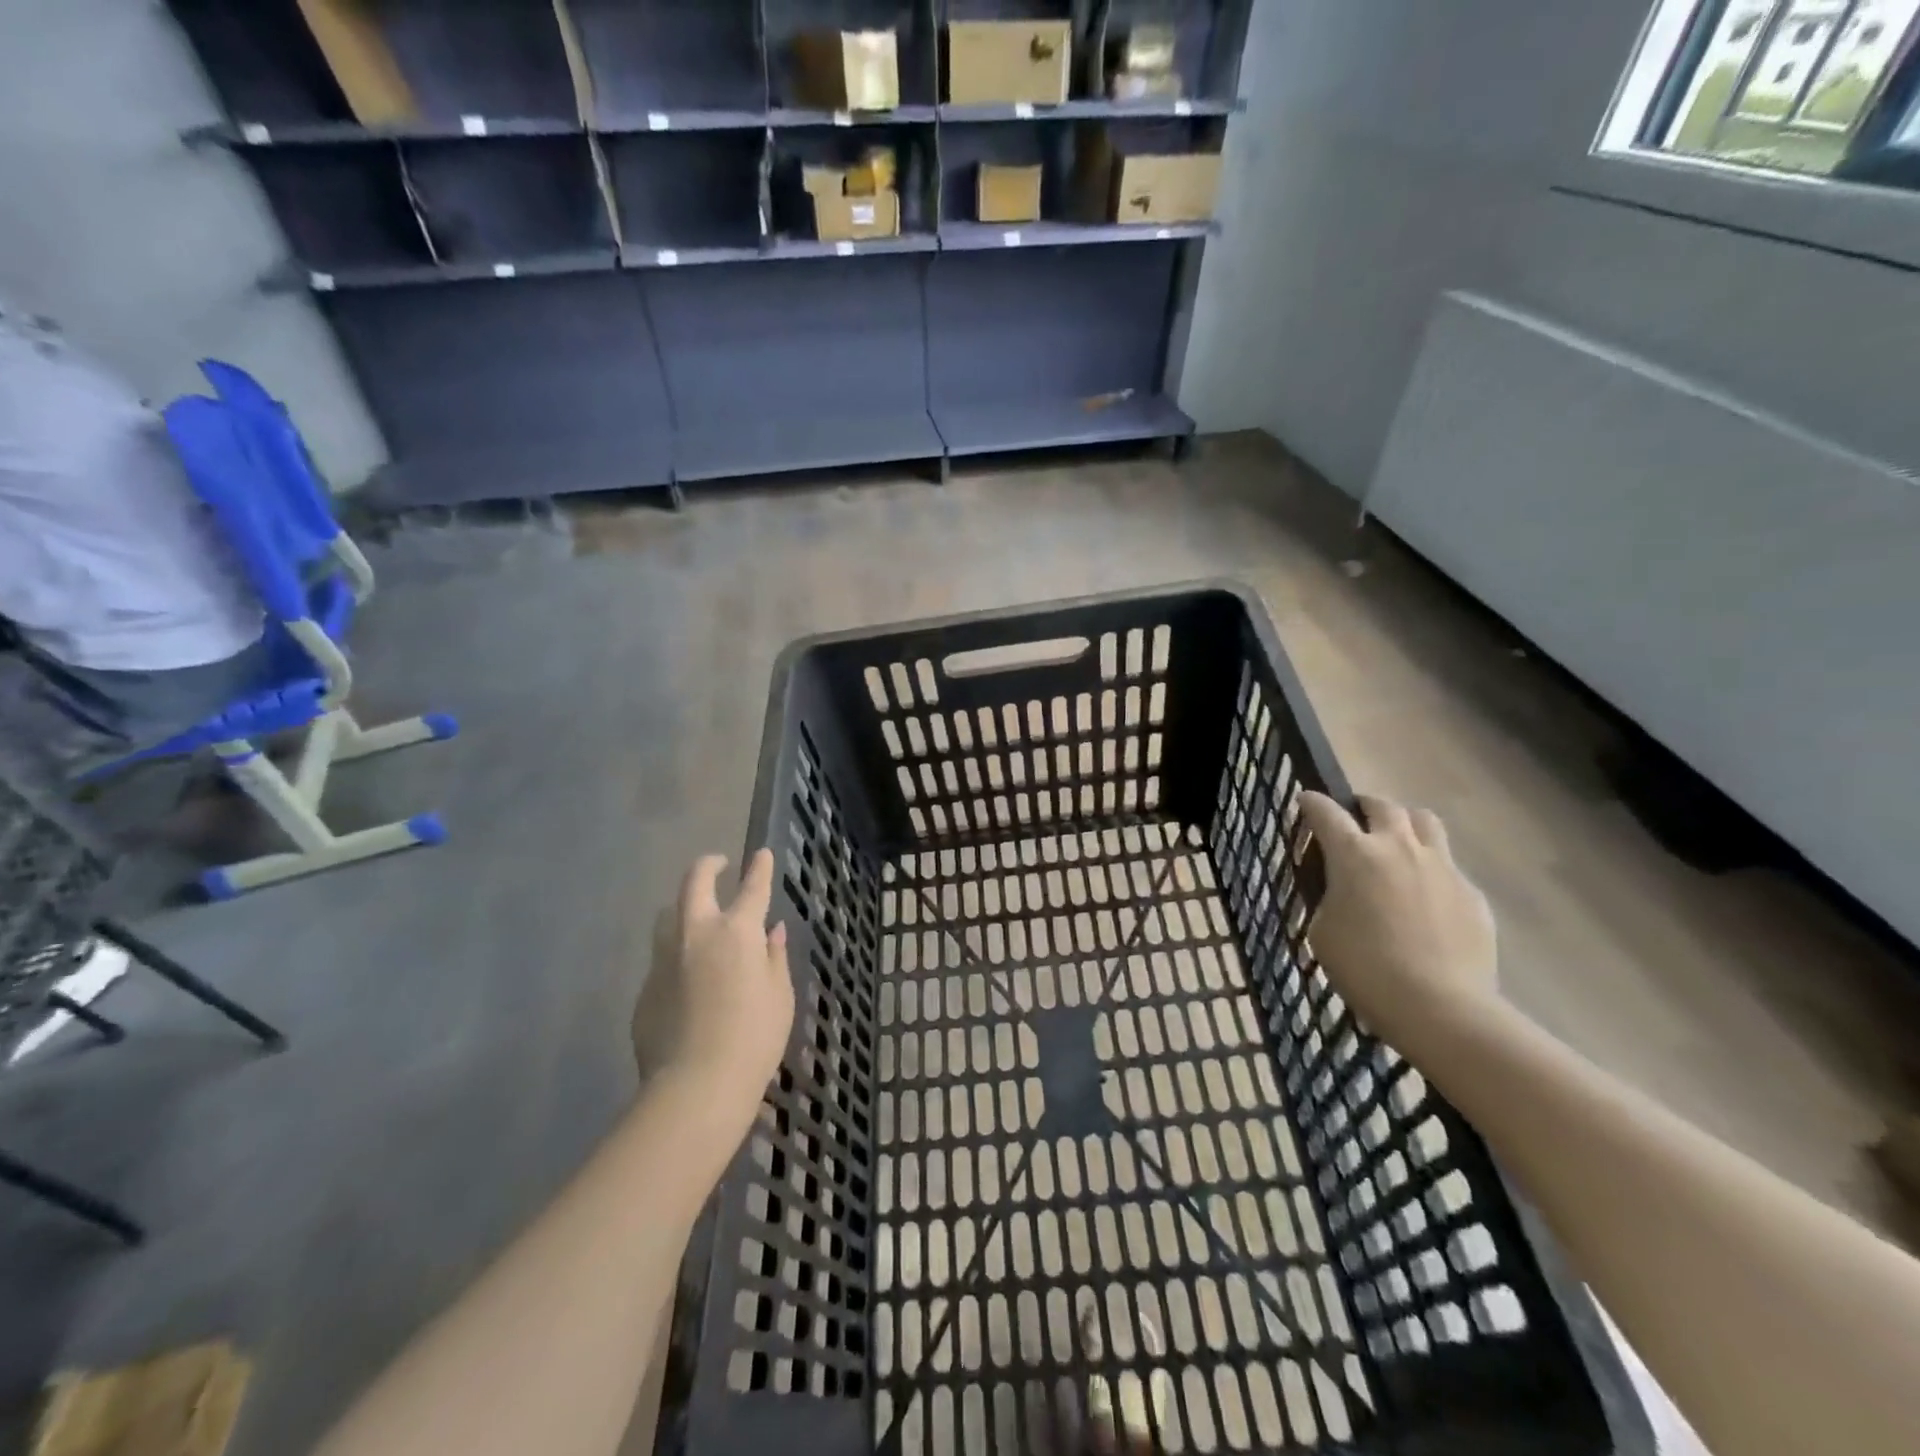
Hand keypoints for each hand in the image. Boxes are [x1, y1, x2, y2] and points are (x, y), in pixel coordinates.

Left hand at [634, 850, 794, 1127]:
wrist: (694, 1087)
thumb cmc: (753, 1039)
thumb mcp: (779, 996)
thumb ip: (774, 958)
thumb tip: (771, 933)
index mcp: (737, 932)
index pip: (752, 888)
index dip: (759, 868)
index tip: (762, 854)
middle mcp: (696, 934)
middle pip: (695, 883)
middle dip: (708, 866)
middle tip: (718, 864)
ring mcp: (665, 960)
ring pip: (667, 916)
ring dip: (683, 908)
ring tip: (697, 918)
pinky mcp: (645, 989)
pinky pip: (662, 959)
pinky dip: (677, 956)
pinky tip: (688, 980)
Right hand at [1297, 791, 1500, 1049]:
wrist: (1439, 1007)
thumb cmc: (1364, 968)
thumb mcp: (1322, 930)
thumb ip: (1329, 897)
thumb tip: (1343, 890)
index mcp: (1354, 854)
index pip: (1326, 812)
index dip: (1312, 803)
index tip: (1305, 800)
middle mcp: (1399, 848)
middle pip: (1383, 805)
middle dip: (1363, 805)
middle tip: (1355, 819)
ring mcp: (1442, 867)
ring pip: (1425, 822)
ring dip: (1405, 824)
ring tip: (1397, 844)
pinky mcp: (1472, 893)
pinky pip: (1449, 866)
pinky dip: (1431, 870)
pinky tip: (1425, 900)